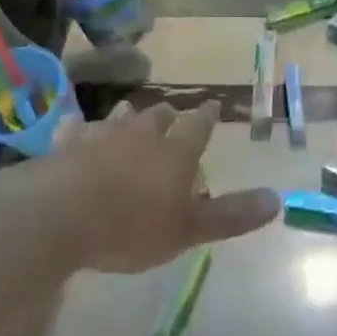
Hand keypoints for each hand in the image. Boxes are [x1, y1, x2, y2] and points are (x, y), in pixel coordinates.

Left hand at [51, 100, 279, 273]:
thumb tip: (278, 199)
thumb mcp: (187, 230)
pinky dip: (78, 129)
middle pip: (158, 116)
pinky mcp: (64, 146)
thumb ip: (230, 215)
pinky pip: (74, 130)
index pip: (199, 125)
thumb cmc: (131, 227)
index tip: (213, 105)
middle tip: (172, 115)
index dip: (207, 116)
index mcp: (175, 152)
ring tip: (130, 115)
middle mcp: (140, 135)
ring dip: (128, 117)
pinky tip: (75, 127)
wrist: (58, 217)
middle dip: (168, 115)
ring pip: (119, 118)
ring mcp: (99, 137)